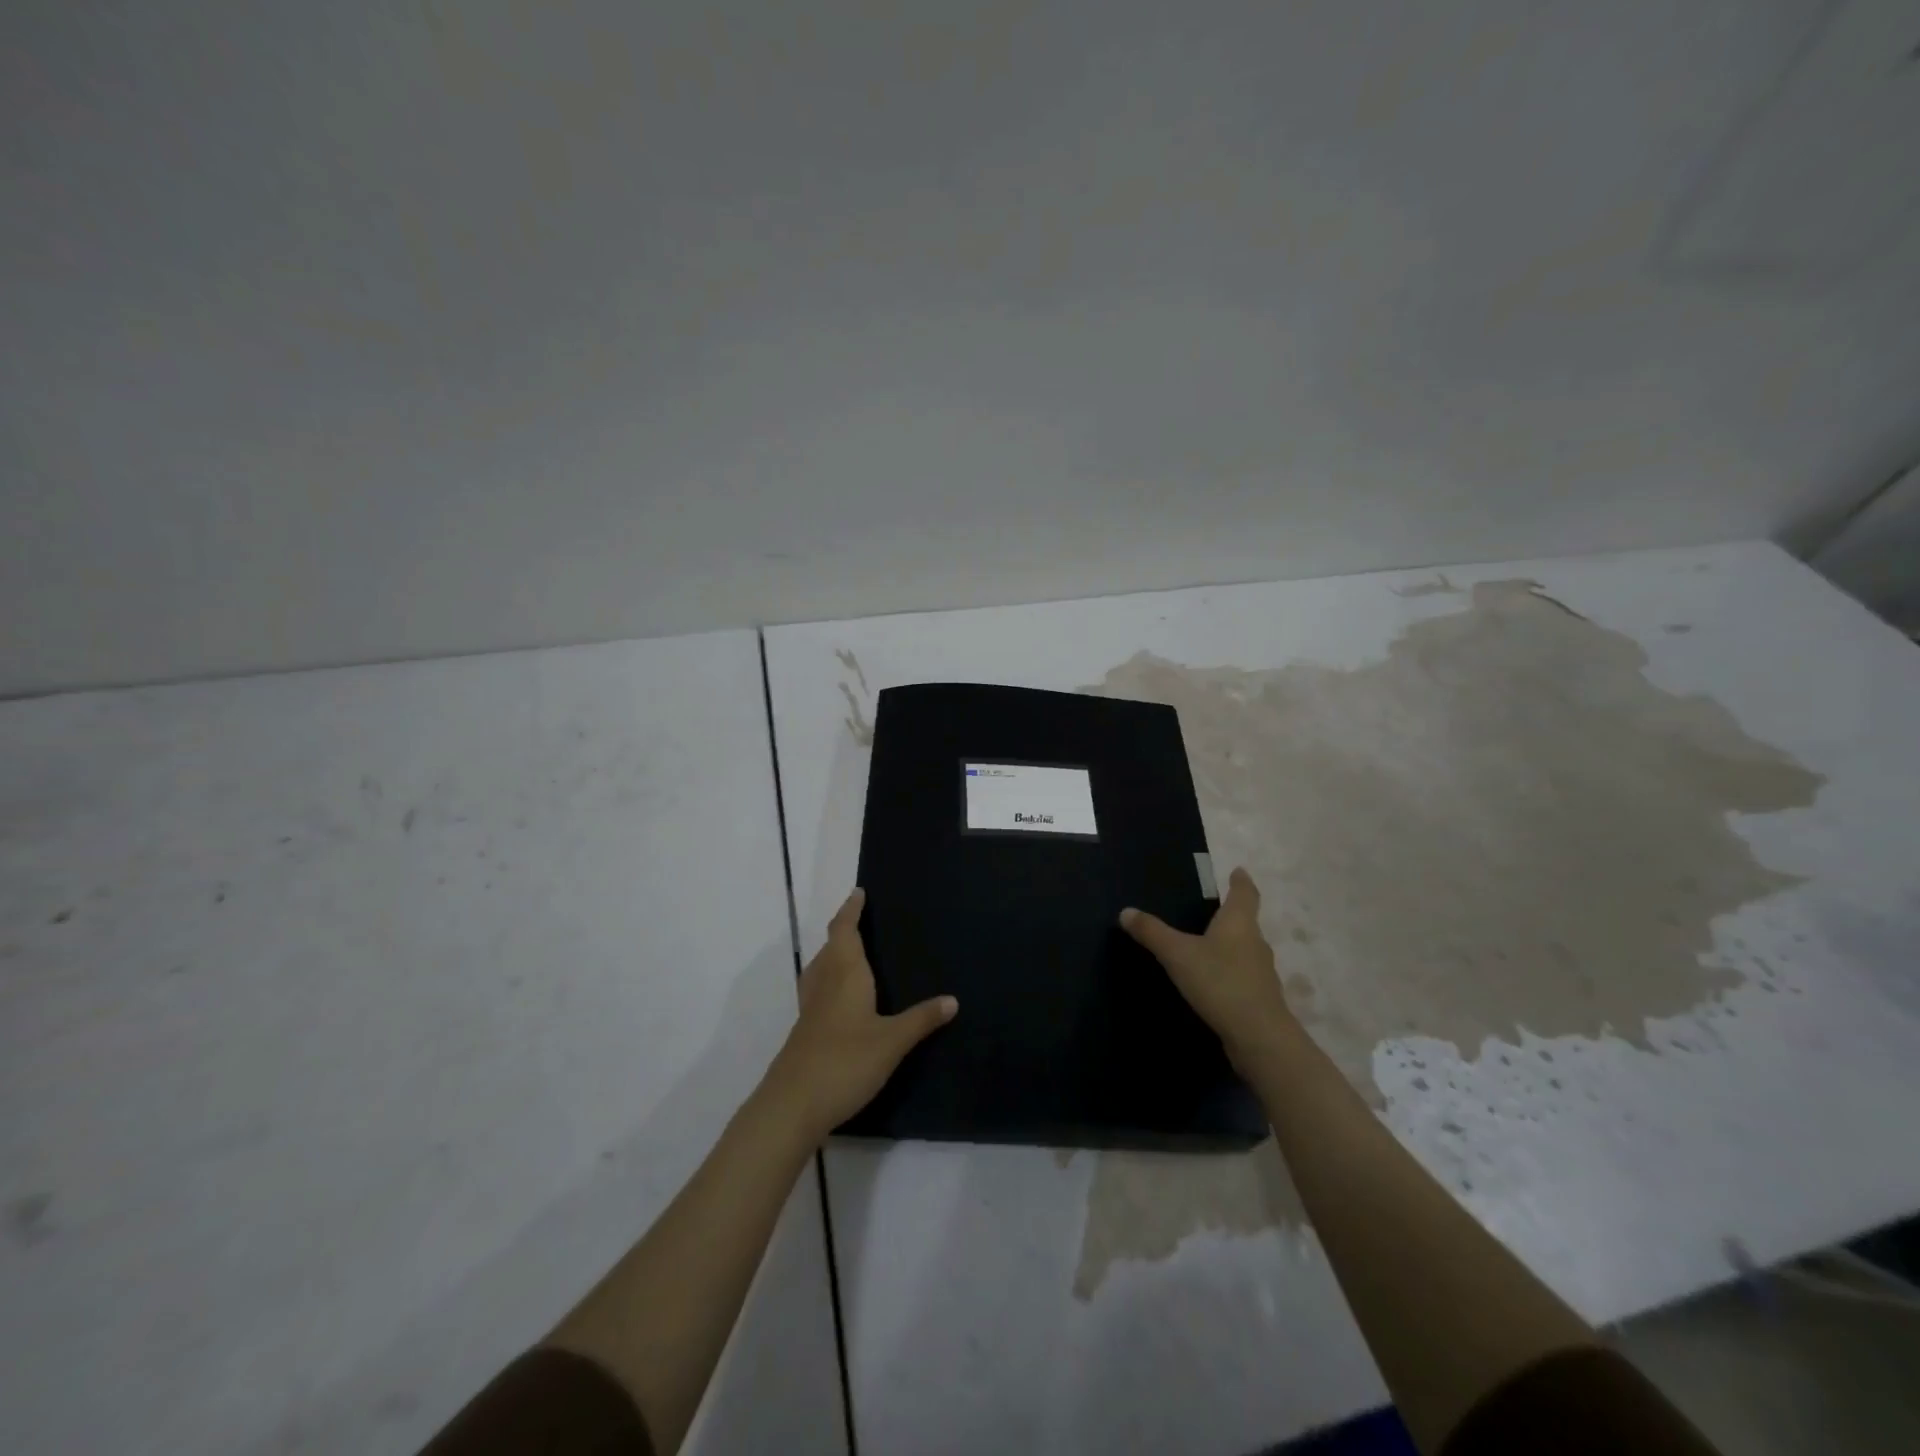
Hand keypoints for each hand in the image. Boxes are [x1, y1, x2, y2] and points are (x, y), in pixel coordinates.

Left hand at [764, 888, 957, 1142]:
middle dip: (844, 929)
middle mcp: (824, 982)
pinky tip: (844, 998)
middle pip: (830, 945)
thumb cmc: (845, 1062)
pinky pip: (819, 988)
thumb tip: (953, 999)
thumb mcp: (892, 1042)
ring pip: (821, 966)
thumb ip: (921, 1019)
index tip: (859, 893)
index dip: (851, 910)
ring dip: (835, 953)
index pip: (844, 930)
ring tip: (854, 953)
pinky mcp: (806, 1029)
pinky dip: (831, 978)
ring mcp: (811, 1007)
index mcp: (845, 974)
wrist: (792, 1105)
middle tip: (864, 920)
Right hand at [1120, 868, 1295, 1069]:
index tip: (1238, 871)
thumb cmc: (1219, 982)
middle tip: (1211, 909)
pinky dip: (1230, 972)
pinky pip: (1243, 975)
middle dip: (1231, 914)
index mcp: (1239, 923)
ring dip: (1231, 945)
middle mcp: (1255, 942)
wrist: (1259, 1037)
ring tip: (1208, 945)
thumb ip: (1152, 932)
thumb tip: (1126, 911)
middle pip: (1246, 921)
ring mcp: (1261, 972)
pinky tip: (1213, 981)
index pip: (1244, 893)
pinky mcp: (1260, 998)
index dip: (1240, 881)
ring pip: (1245, 949)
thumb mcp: (1177, 954)